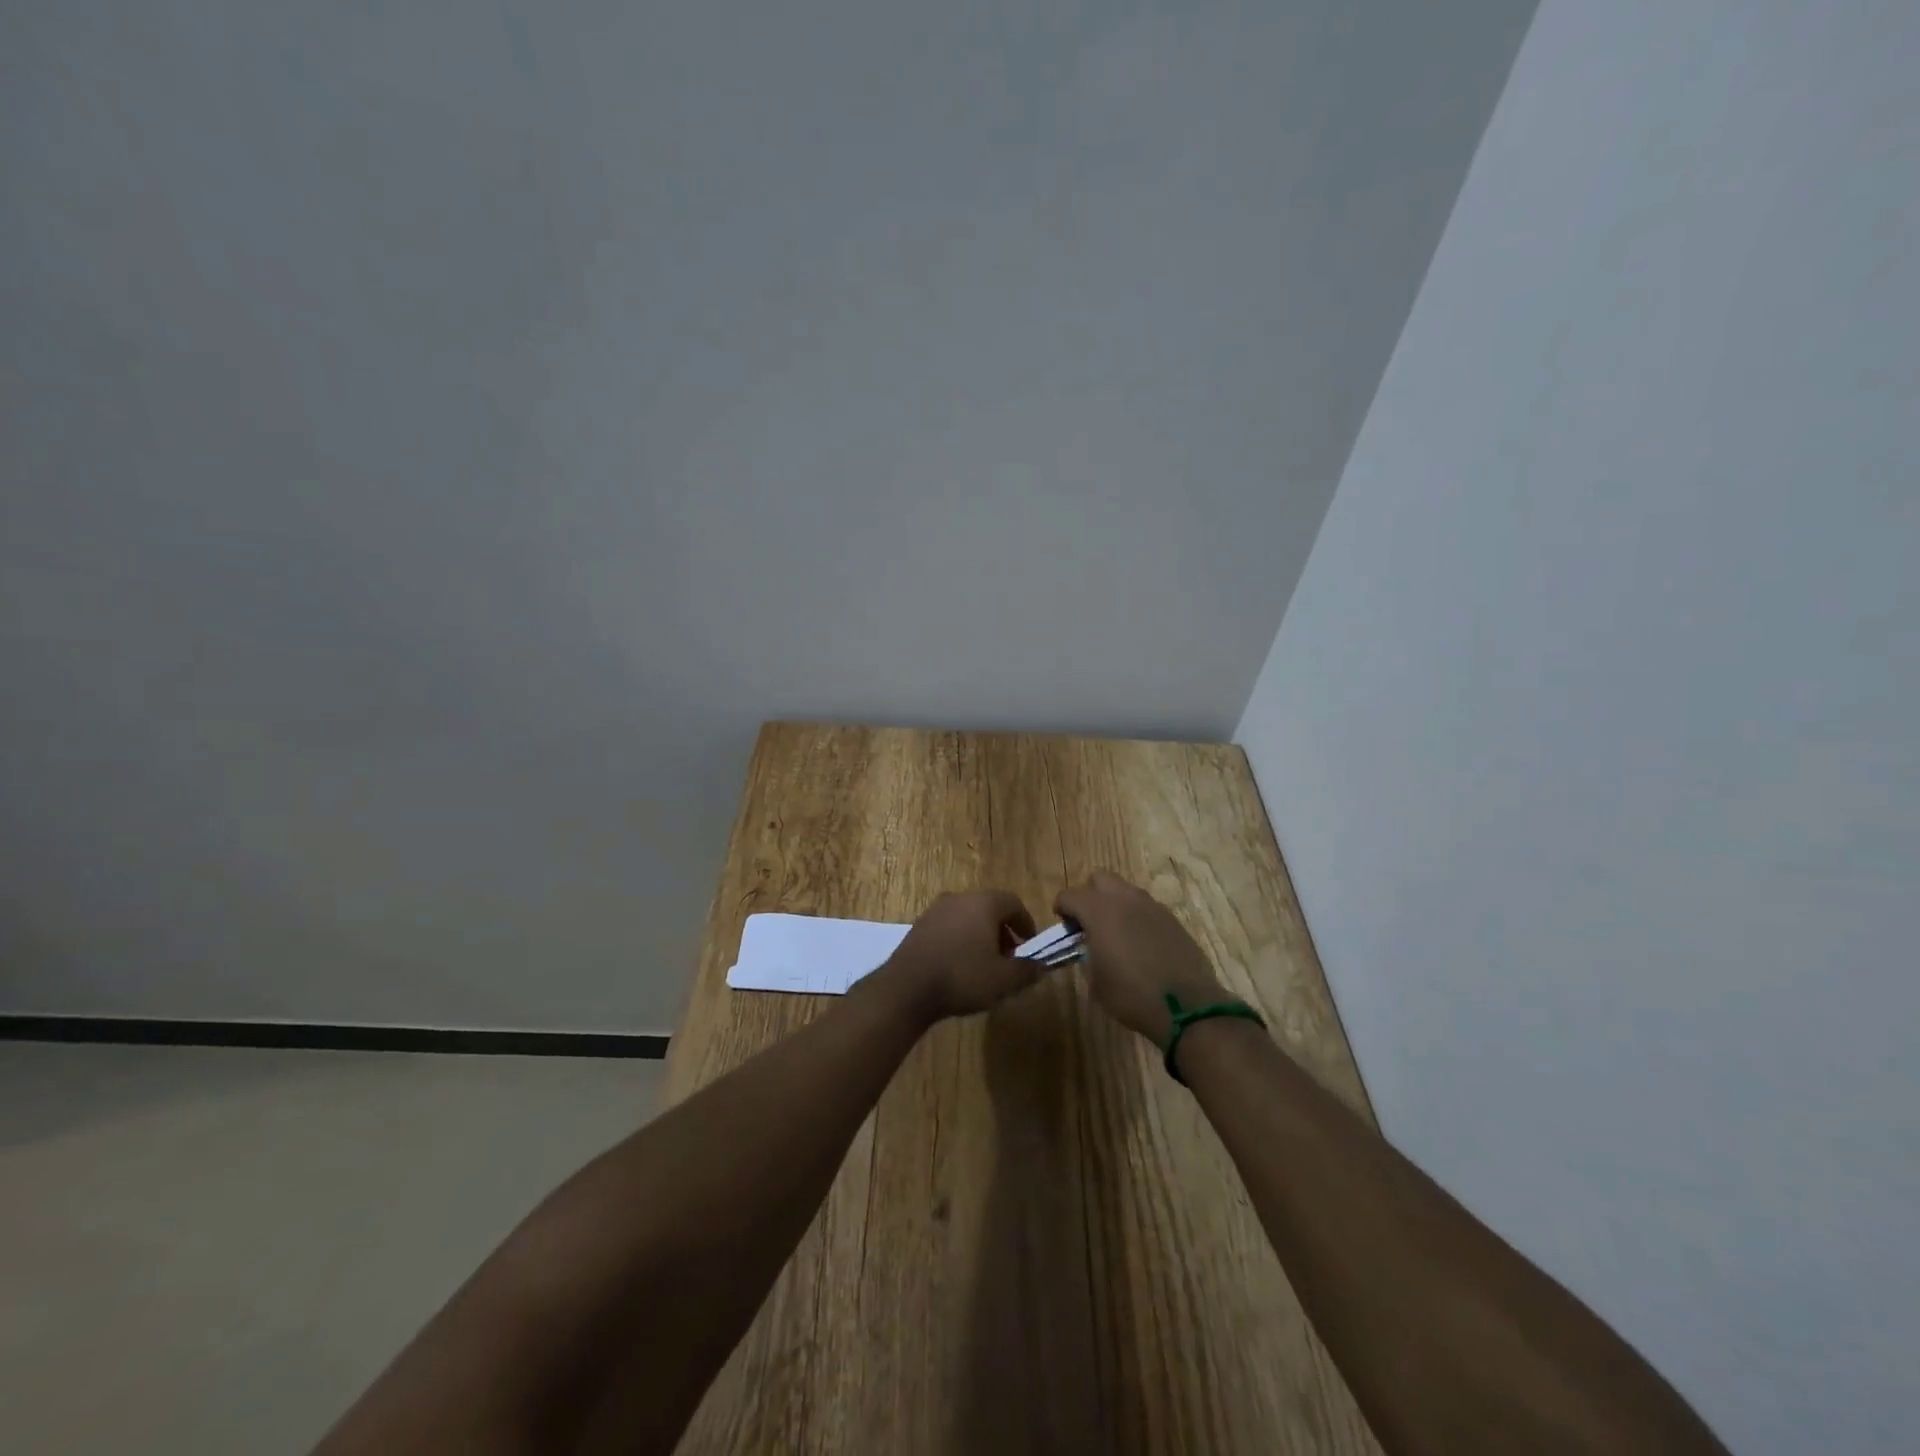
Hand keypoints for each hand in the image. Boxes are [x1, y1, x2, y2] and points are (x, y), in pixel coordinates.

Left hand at [877, 890, 1039, 1021]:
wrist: (907, 988)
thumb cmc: (962, 977)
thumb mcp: (1004, 980)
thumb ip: (1028, 971)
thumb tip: (1041, 966)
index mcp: (983, 903)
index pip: (1013, 902)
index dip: (1026, 923)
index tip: (1030, 945)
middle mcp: (959, 898)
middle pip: (989, 908)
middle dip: (1002, 931)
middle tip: (1009, 958)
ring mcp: (935, 910)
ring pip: (967, 917)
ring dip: (980, 936)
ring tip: (984, 965)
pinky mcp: (918, 926)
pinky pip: (948, 927)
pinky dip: (960, 940)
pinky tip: (958, 967)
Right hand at [1056, 872, 1226, 1044]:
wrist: (1186, 1007)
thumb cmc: (1131, 995)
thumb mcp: (1095, 982)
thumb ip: (1086, 956)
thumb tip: (1089, 947)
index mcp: (1099, 911)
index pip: (1070, 895)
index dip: (1062, 908)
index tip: (1065, 927)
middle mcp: (1125, 899)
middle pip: (1100, 879)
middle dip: (1090, 895)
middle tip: (1089, 923)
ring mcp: (1152, 906)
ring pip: (1126, 890)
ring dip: (1115, 904)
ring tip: (1116, 934)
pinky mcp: (1172, 918)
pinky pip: (1146, 907)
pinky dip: (1137, 918)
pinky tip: (1141, 944)